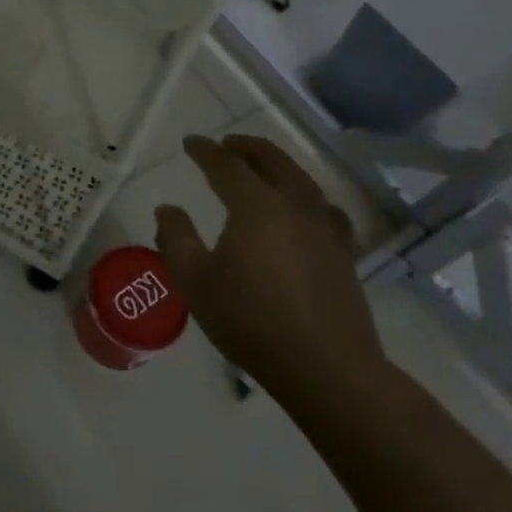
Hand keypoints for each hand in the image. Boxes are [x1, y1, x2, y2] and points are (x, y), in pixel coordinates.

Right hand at [154, 134, 386, 416]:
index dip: (206, 151)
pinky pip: (326, 210)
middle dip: (247, 148)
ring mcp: (325, 230)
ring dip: (279, 165)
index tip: (191, 142)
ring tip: (264, 167)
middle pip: (272, 162)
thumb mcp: (195, 281)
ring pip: (303, 181)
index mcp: (256, 207)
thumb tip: (167, 208)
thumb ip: (176, 239)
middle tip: (228, 144)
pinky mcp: (344, 255)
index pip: (227, 166)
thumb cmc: (250, 321)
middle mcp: (294, 207)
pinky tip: (308, 208)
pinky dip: (309, 197)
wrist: (325, 368)